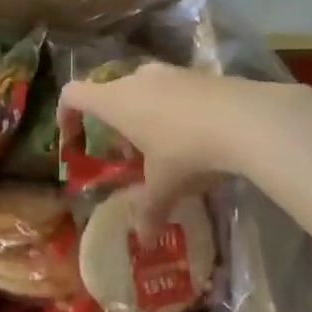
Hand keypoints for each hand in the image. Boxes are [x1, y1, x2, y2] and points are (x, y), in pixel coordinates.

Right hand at [57, 64, 311, 222]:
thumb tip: (142, 239)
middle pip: (112, 94)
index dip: (66, 114)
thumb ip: (148, 210)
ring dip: (145, 117)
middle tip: (130, 156)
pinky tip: (196, 137)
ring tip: (165, 150)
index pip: (73, 94)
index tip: (73, 139)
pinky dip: (174, 110)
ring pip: (144, 91)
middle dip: (116, 125)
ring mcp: (170, 72)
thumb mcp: (164, 187)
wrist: (245, 118)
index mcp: (116, 100)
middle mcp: (137, 78)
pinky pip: (174, 90)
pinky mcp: (199, 74)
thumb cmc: (187, 150)